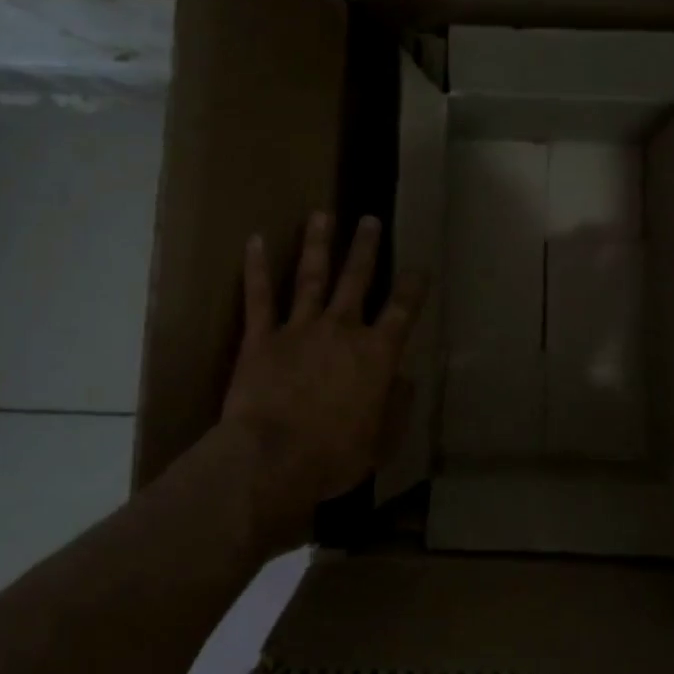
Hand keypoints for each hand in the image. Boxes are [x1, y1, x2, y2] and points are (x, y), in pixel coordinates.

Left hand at [222, 210, 426, 554]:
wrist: (273, 459)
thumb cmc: (334, 456)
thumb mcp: (381, 441)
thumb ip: (396, 406)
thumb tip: (405, 380)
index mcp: (376, 354)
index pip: (402, 310)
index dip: (413, 287)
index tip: (420, 268)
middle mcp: (342, 330)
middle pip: (357, 280)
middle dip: (365, 249)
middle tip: (369, 219)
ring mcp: (299, 329)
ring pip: (312, 277)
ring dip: (318, 244)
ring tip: (321, 214)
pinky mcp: (261, 337)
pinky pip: (259, 297)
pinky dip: (256, 268)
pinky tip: (254, 240)